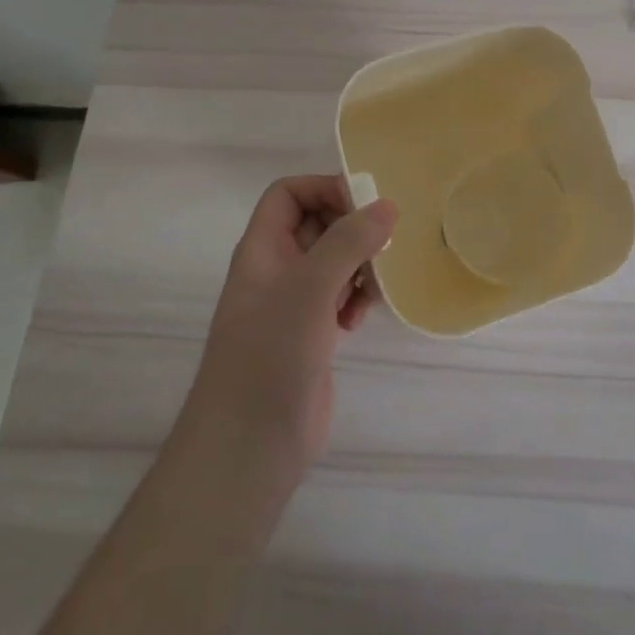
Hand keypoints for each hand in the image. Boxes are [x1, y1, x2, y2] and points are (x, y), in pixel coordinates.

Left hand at [187, 176, 397, 476]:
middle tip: (382, 245)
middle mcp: (275, 270)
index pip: (288, 194)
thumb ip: (348, 242)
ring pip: (332, 262)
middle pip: (316, 224)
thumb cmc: (270, 356)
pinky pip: (338, 297)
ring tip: (373, 286)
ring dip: (359, 265)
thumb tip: (387, 206)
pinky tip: (360, 319)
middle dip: (351, 228)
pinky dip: (355, 298)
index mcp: (262, 250)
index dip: (323, 188)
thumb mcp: (310, 289)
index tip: (365, 205)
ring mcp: (292, 305)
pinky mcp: (309, 335)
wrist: (248, 446)